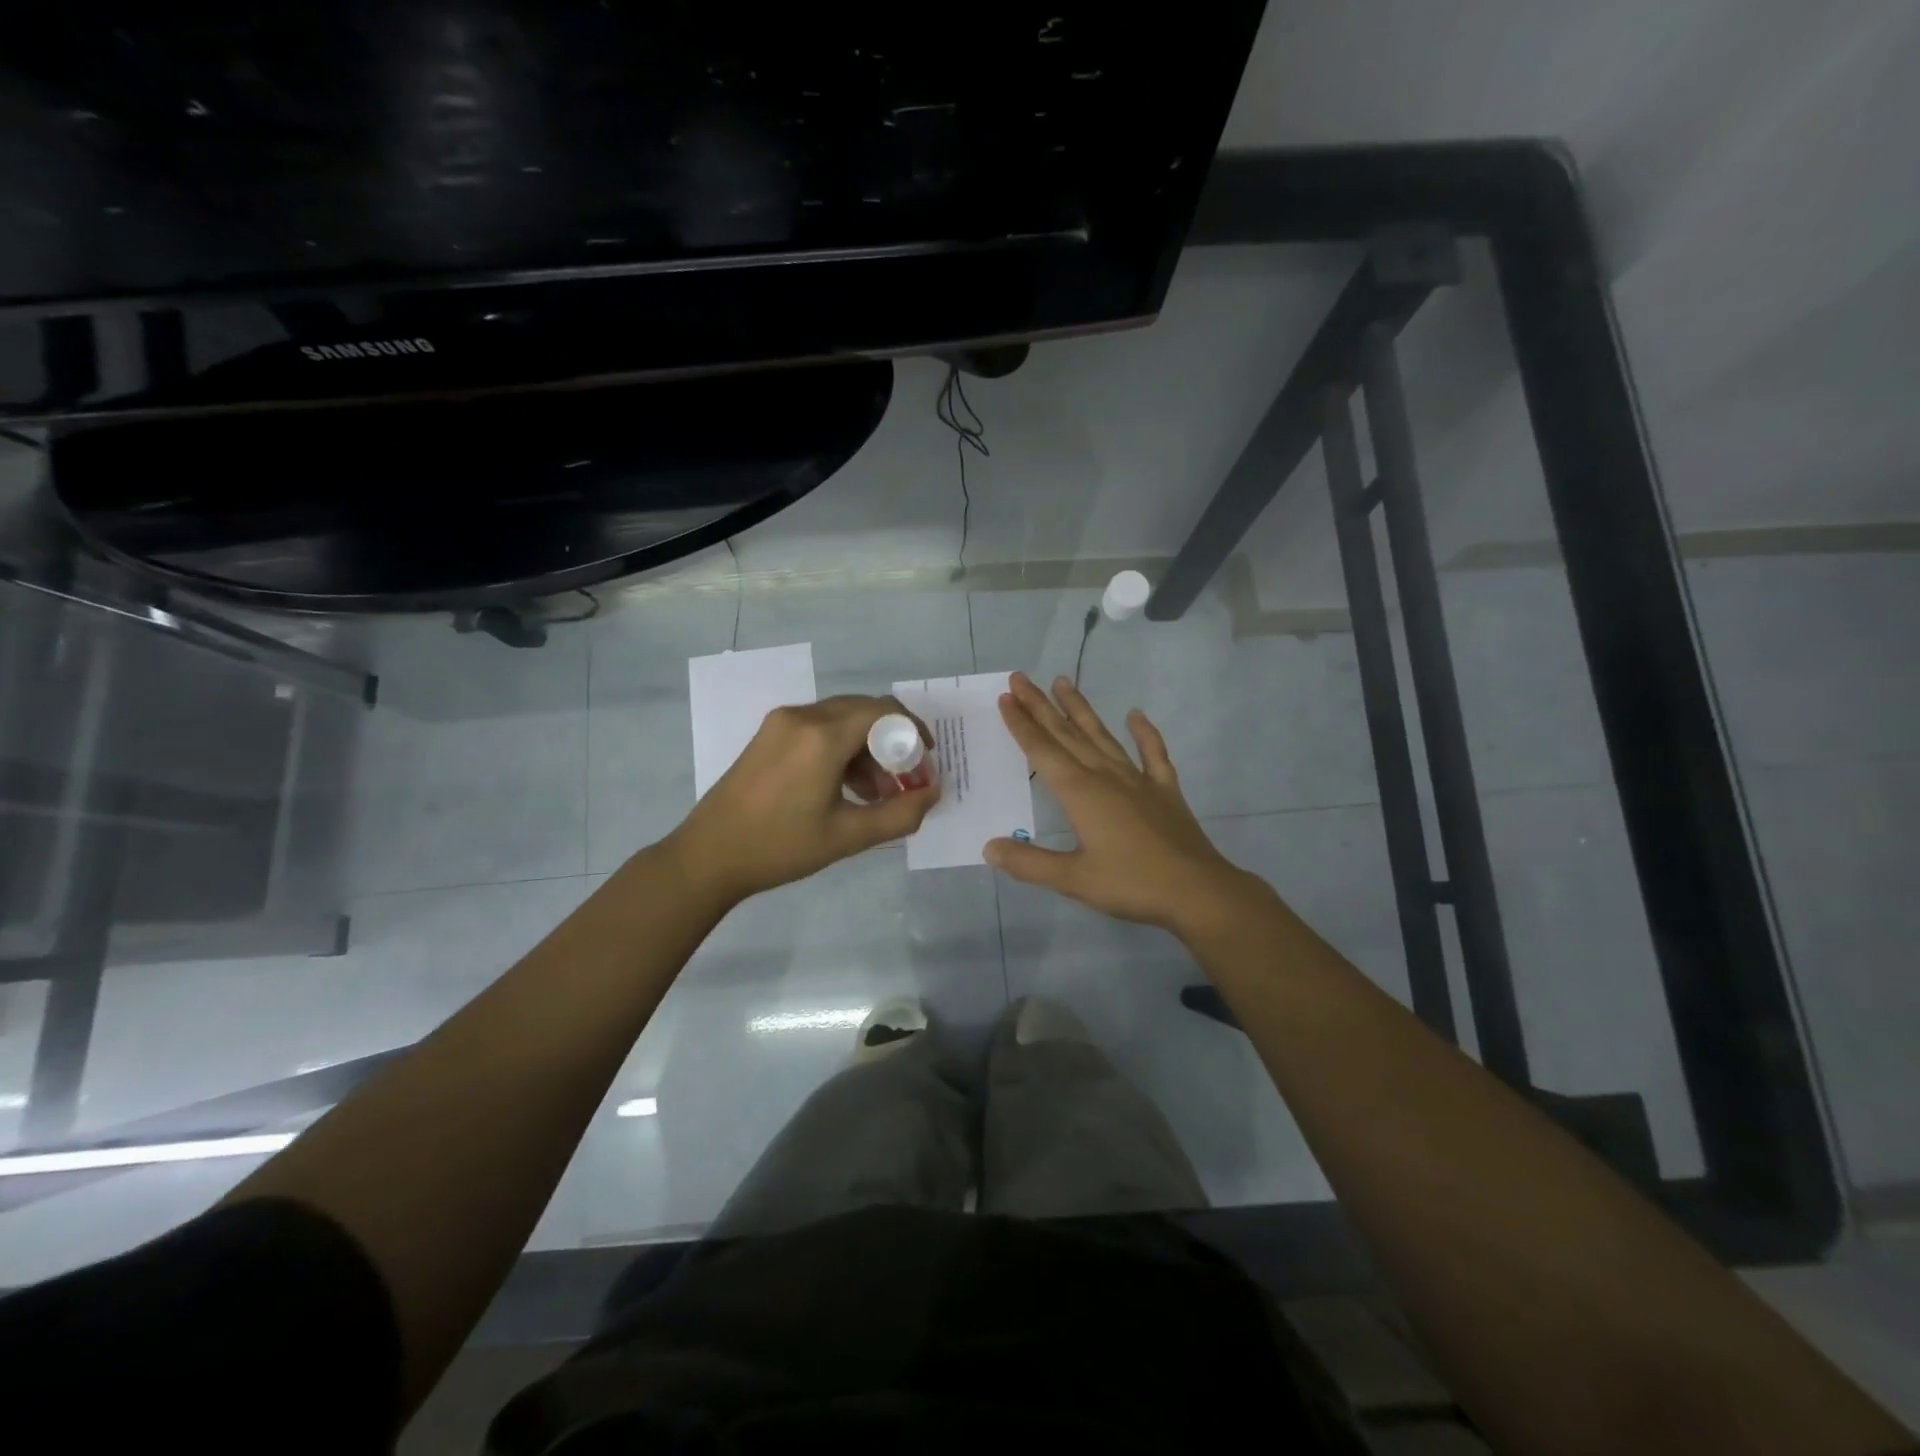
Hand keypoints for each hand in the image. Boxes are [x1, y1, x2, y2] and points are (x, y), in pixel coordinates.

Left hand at [667, 695, 938, 905]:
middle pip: (863, 711)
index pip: (884, 711)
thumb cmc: (780, 847)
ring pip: (841, 719)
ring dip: (866, 748)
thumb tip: (934, 793)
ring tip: (875, 794)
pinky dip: (841, 748)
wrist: (708, 856)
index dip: (913, 730)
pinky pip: (818, 728)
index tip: (925, 760)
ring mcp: (781, 723)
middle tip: (904, 780)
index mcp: (822, 737)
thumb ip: (899, 814)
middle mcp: (803, 716)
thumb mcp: (847, 837)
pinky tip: (844, 787)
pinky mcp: (768, 734)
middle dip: (891, 742)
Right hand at [985, 673, 1255, 933]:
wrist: (1197, 891)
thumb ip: (1029, 862)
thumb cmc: (1131, 884)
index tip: (1006, 697)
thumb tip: (990, 847)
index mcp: (1081, 793)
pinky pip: (1153, 753)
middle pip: (1067, 734)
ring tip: (1063, 681)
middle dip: (1041, 706)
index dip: (1022, 724)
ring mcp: (1138, 780)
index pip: (1043, 751)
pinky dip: (1145, 733)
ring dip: (1081, 709)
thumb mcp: (1073, 880)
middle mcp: (1106, 776)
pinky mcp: (1165, 790)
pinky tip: (1136, 715)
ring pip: (1102, 735)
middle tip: (1020, 678)